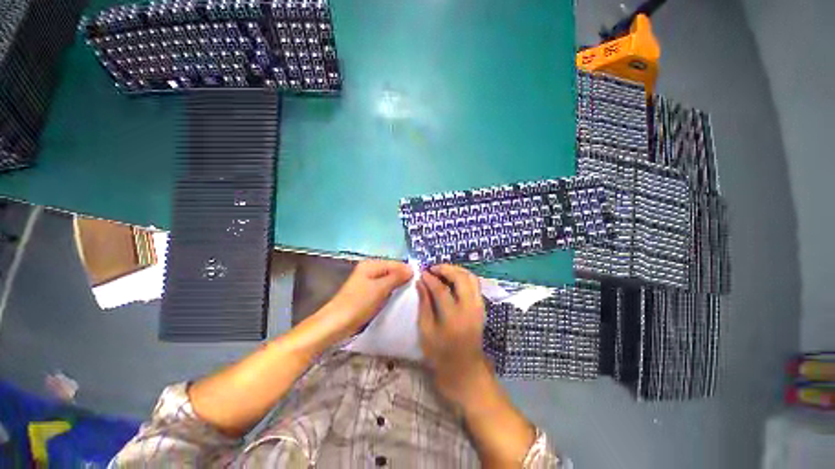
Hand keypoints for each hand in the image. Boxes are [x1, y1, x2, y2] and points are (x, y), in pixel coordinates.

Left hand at [319, 259, 412, 340]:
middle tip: (416, 289)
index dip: (407, 271)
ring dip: (398, 286)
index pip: (396, 263)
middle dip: (403, 279)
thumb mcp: (380, 288)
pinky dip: (391, 293)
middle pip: (392, 271)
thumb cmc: (358, 303)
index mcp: (371, 264)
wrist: (336, 324)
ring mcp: (368, 282)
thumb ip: (396, 277)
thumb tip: (411, 269)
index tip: (420, 281)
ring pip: (389, 281)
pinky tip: (397, 299)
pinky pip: (384, 289)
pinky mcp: (367, 293)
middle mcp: (370, 270)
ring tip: (409, 294)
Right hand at [417, 264, 489, 405]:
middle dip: (446, 269)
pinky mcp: (482, 308)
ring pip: (471, 278)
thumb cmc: (441, 356)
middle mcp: (470, 309)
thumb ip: (424, 304)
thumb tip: (421, 282)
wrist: (466, 372)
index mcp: (453, 318)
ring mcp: (479, 307)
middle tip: (433, 268)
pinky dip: (464, 277)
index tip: (422, 273)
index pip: (441, 289)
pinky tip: (453, 279)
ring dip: (457, 270)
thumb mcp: (426, 332)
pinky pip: (475, 285)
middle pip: (461, 278)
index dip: (430, 278)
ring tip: (442, 271)